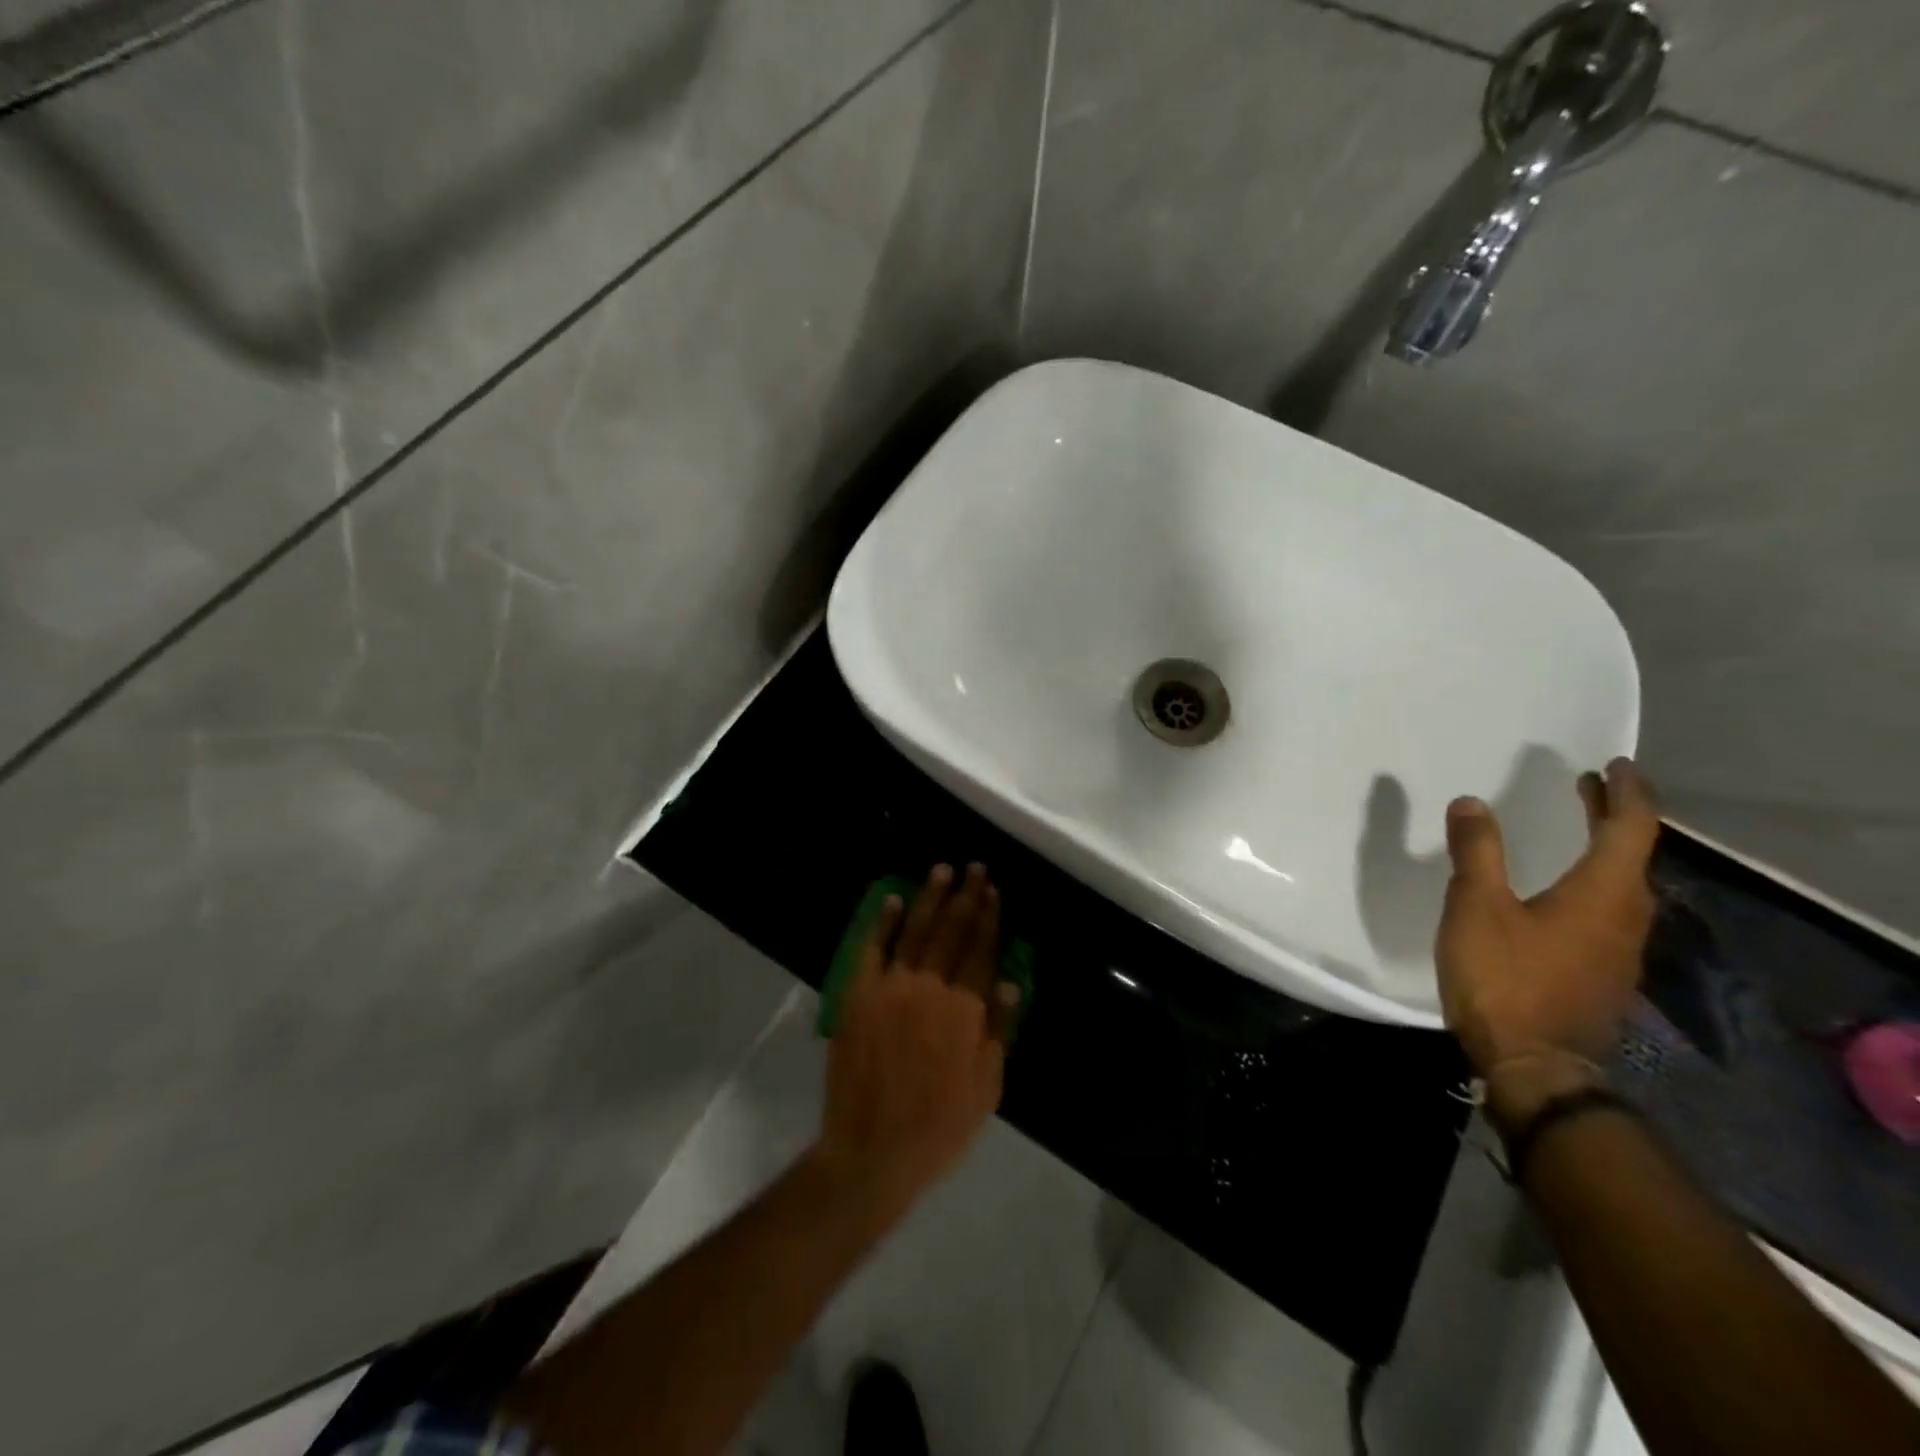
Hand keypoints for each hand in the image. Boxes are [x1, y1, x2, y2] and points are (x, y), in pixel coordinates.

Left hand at [814, 864, 1019, 1222]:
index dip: (989, 917)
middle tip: (974, 867)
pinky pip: (873, 950)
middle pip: (952, 932)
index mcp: (965, 1010)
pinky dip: (884, 923)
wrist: (874, 1150)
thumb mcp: (987, 1087)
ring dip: (930, 898)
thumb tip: (1008, 979)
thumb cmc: (939, 1126)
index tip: (993, 889)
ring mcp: (891, 988)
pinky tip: (893, 900)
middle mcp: (930, 988)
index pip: (981, 950)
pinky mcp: (859, 996)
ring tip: (941, 870)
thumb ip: (998, 1030)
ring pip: (915, 931)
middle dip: (965, 897)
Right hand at [1437, 759, 1659, 1122]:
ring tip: (1575, 831)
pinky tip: (1561, 893)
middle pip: (1633, 855)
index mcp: (1603, 893)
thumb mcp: (1476, 907)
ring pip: (1623, 886)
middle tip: (1588, 788)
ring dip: (1604, 850)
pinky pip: (1609, 912)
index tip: (1614, 765)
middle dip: (1613, 817)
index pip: (1630, 829)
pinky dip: (1593, 883)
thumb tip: (1471, 802)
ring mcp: (1619, 950)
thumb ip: (1477, 852)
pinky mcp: (1603, 974)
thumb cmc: (1505, 978)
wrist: (1534, 1065)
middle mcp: (1626, 917)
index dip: (1625, 793)